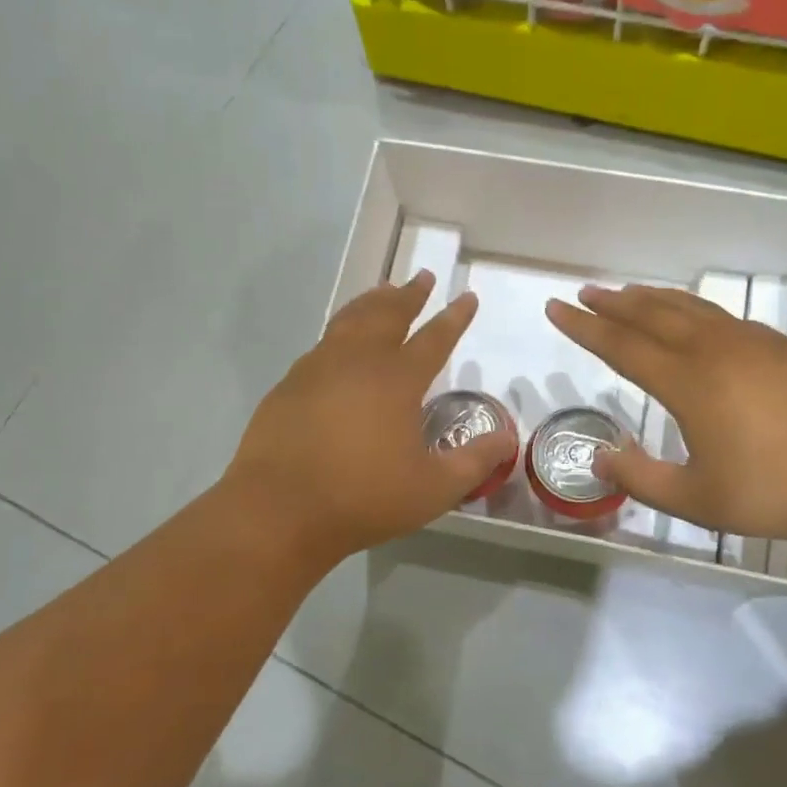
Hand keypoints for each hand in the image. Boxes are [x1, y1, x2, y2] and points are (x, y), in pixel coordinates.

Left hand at [226, 272, 516, 562]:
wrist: (278, 509)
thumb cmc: (363, 498)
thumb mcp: (433, 489)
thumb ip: (475, 461)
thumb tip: (508, 438)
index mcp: (397, 380)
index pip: (434, 338)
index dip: (454, 318)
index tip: (466, 297)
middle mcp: (358, 361)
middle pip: (388, 315)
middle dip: (409, 295)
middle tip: (422, 277)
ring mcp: (318, 368)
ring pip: (350, 320)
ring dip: (372, 302)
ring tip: (383, 291)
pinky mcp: (290, 384)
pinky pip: (323, 343)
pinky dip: (340, 329)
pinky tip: (339, 340)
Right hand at [546, 284, 786, 548]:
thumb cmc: (783, 492)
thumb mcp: (700, 502)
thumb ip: (643, 480)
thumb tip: (600, 459)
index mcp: (689, 383)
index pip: (622, 345)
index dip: (584, 327)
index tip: (556, 308)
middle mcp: (716, 350)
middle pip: (653, 315)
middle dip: (614, 303)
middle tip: (586, 292)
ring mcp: (755, 343)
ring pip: (691, 309)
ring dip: (653, 299)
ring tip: (629, 293)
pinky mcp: (786, 347)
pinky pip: (724, 317)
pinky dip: (694, 311)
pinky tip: (696, 319)